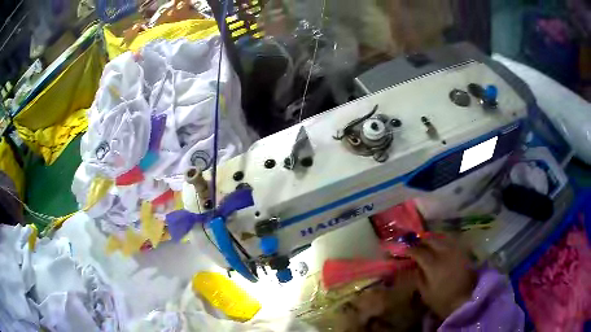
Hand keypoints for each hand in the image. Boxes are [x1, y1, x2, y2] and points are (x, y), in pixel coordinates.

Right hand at [407, 235, 475, 318]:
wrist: (464, 300)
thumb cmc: (441, 299)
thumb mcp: (425, 291)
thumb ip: (418, 275)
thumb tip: (414, 265)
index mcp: (433, 264)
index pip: (418, 251)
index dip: (409, 249)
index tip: (403, 250)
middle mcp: (444, 253)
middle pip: (431, 240)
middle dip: (421, 241)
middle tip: (414, 244)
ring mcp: (455, 251)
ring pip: (442, 238)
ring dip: (432, 239)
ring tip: (426, 244)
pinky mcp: (463, 252)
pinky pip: (451, 241)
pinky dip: (443, 242)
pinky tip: (440, 246)